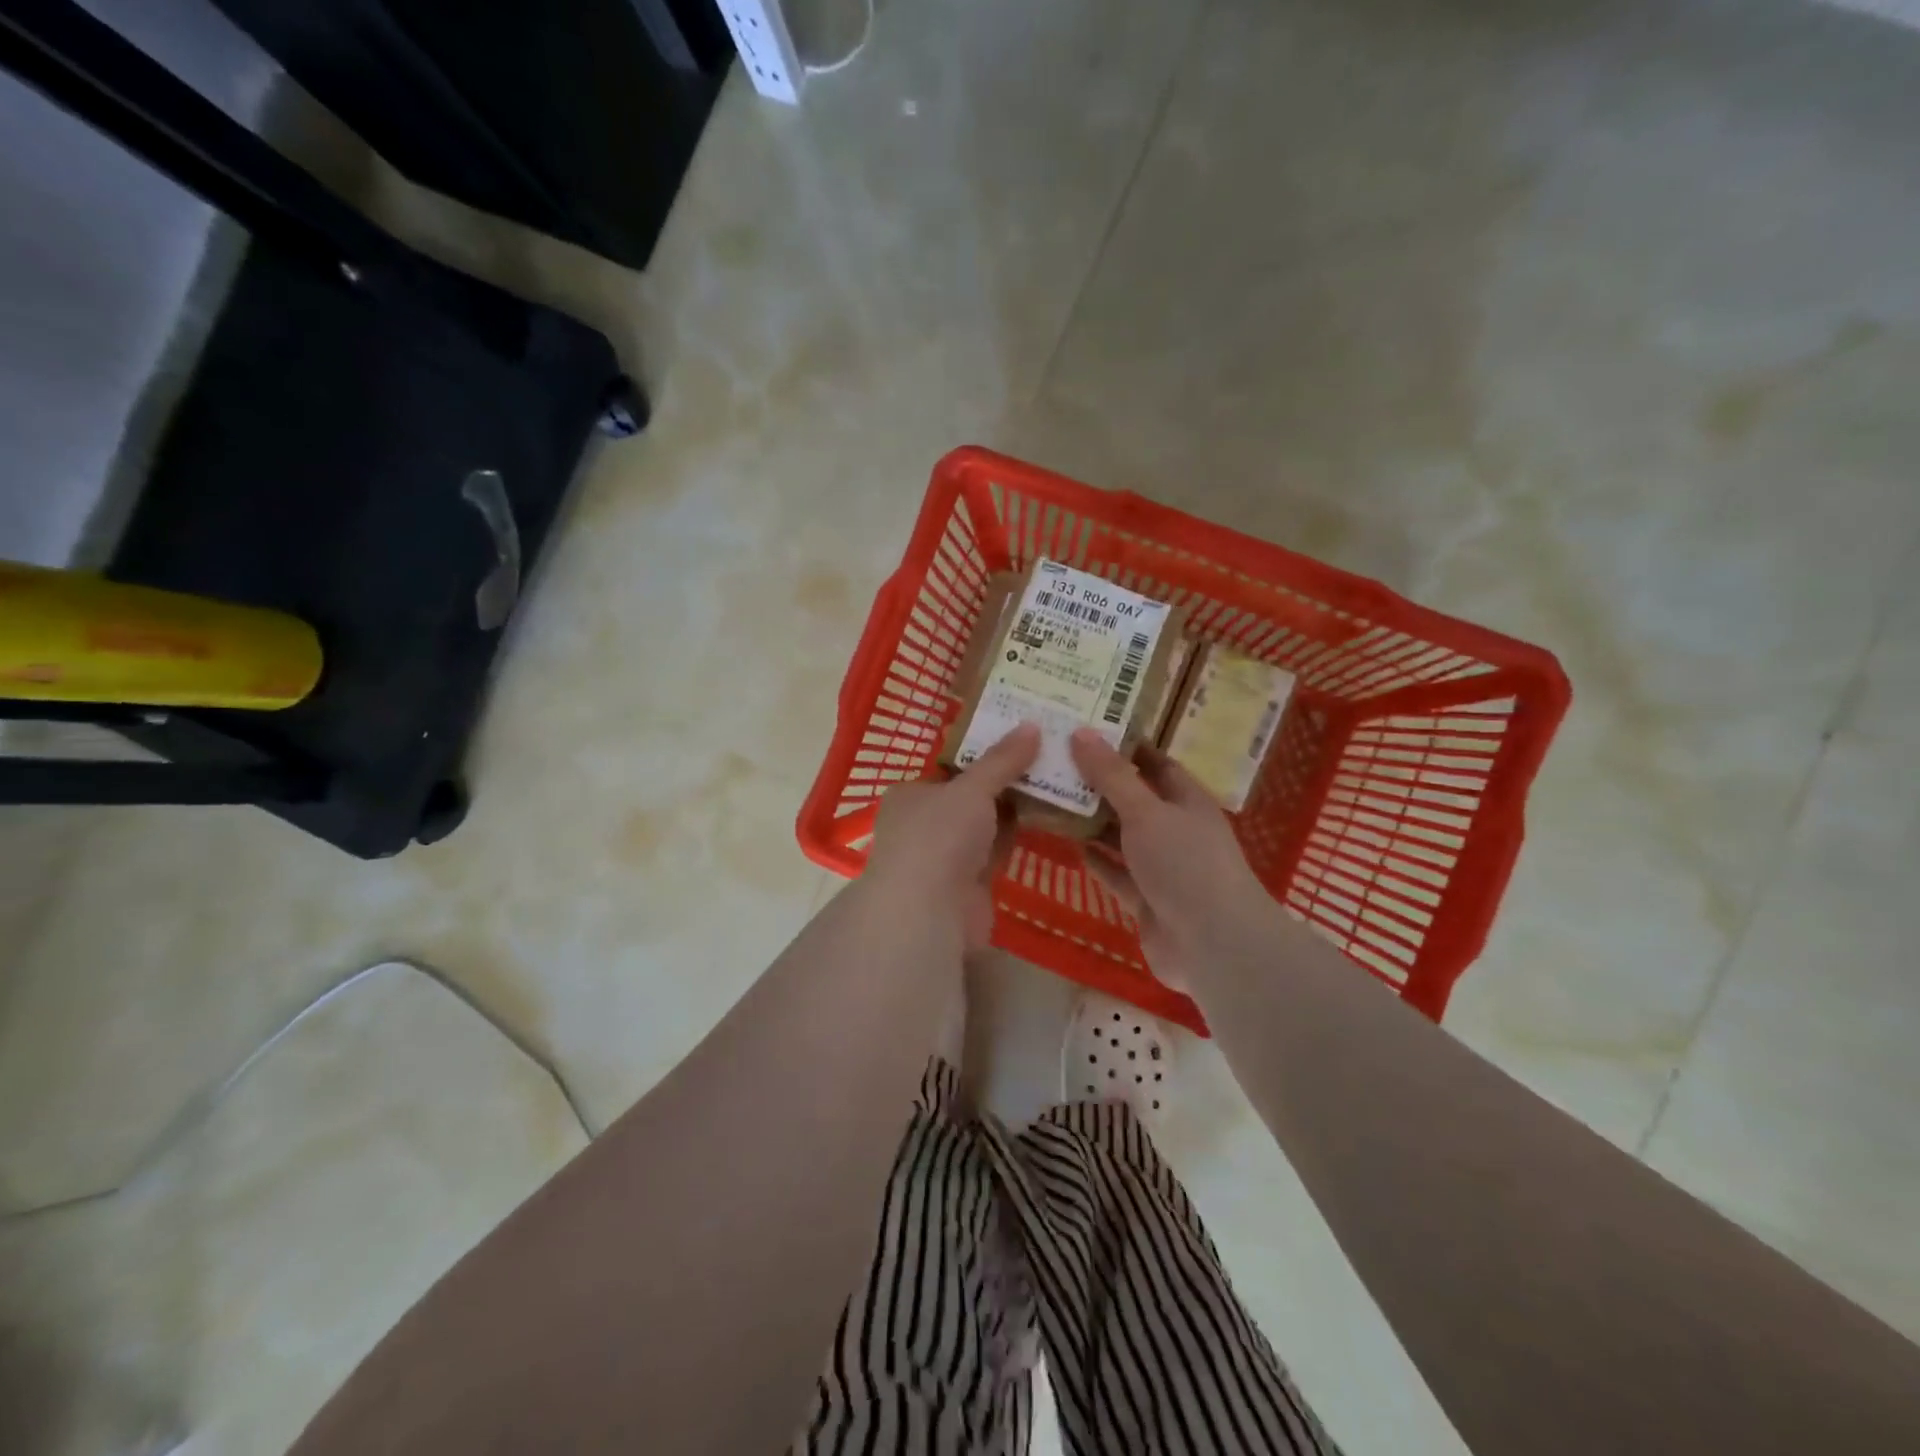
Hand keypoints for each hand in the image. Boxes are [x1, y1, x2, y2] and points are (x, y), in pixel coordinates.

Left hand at [862, 724, 1039, 951]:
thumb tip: (1032, 725)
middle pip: (971, 795)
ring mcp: (946, 856)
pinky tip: (1049, 816)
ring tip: (1057, 778)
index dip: (984, 752)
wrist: (929, 912)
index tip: (1020, 737)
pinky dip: (1018, 835)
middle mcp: (924, 823)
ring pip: (986, 824)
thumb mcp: (971, 787)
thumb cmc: (938, 836)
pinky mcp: (969, 883)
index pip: (951, 767)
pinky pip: (997, 850)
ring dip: (1015, 807)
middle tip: (1047, 754)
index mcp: (911, 794)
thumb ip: (1002, 760)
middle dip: (1005, 779)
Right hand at [1069, 728, 1274, 984]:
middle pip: (1135, 800)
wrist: (1212, 944)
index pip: (1155, 764)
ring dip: (1093, 822)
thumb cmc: (1184, 863)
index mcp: (1187, 801)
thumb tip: (1081, 732)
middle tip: (1057, 763)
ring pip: (1122, 838)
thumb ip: (1112, 776)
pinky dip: (1097, 861)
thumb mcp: (1146, 811)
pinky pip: (1117, 874)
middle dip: (1100, 784)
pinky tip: (1070, 845)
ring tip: (1053, 798)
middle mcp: (1176, 830)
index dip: (1125, 747)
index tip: (1087, 731)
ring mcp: (1162, 868)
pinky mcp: (1147, 901)